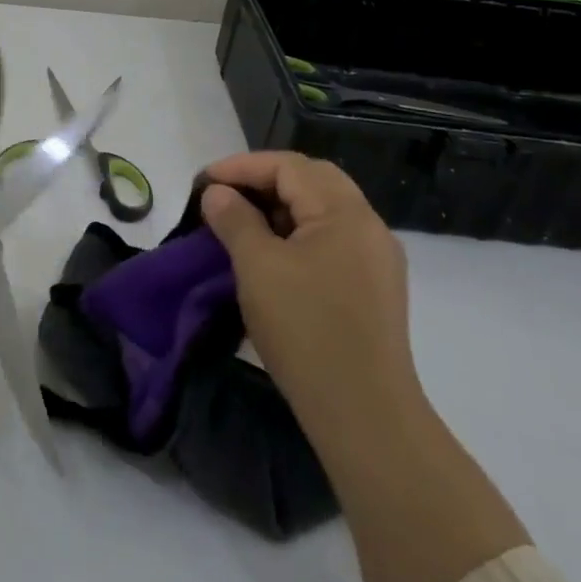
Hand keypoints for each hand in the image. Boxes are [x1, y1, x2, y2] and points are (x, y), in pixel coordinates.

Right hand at [199, 152, 418, 428]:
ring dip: (280, 207)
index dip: (242, 167)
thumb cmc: (306, 330)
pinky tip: (272, 255)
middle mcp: (369, 226)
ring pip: (323, 210)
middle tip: (224, 195)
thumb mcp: (258, 267)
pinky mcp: (374, 288)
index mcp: (345, 213)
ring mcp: (376, 259)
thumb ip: (235, 220)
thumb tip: (219, 194)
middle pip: (311, 180)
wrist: (364, 415)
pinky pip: (332, 239)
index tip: (203, 182)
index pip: (289, 166)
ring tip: (241, 223)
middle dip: (264, 180)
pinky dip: (298, 233)